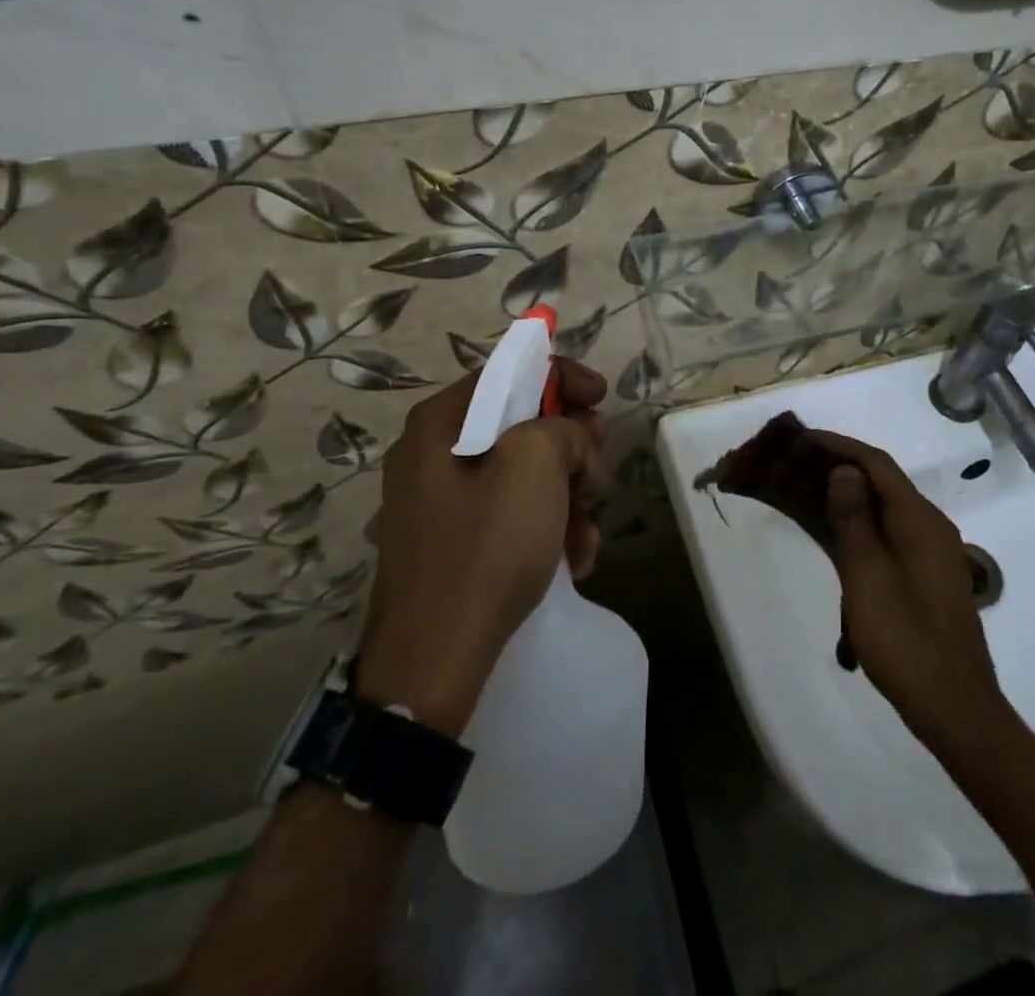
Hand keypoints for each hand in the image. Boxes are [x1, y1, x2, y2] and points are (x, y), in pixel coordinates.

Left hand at [355, 359, 608, 735]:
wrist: (432, 663)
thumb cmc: (485, 548)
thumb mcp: (535, 466)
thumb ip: (562, 428)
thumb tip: (570, 441)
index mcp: (441, 423)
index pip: (509, 371)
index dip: (562, 376)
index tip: (601, 398)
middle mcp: (434, 454)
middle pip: (520, 424)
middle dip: (571, 447)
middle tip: (597, 473)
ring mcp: (441, 503)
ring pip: (523, 475)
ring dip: (567, 496)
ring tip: (587, 534)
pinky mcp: (453, 544)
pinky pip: (510, 515)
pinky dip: (547, 529)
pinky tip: (572, 561)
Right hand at [806, 430, 1008, 753]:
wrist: (955, 709)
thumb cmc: (907, 643)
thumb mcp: (868, 578)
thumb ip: (854, 520)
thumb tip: (843, 471)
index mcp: (919, 520)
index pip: (875, 463)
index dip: (836, 445)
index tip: (798, 438)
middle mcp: (926, 525)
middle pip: (877, 480)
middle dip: (833, 465)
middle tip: (790, 461)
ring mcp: (925, 550)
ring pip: (878, 506)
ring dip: (840, 494)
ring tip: (797, 486)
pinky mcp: (920, 573)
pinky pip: (882, 532)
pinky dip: (852, 522)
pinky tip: (825, 525)